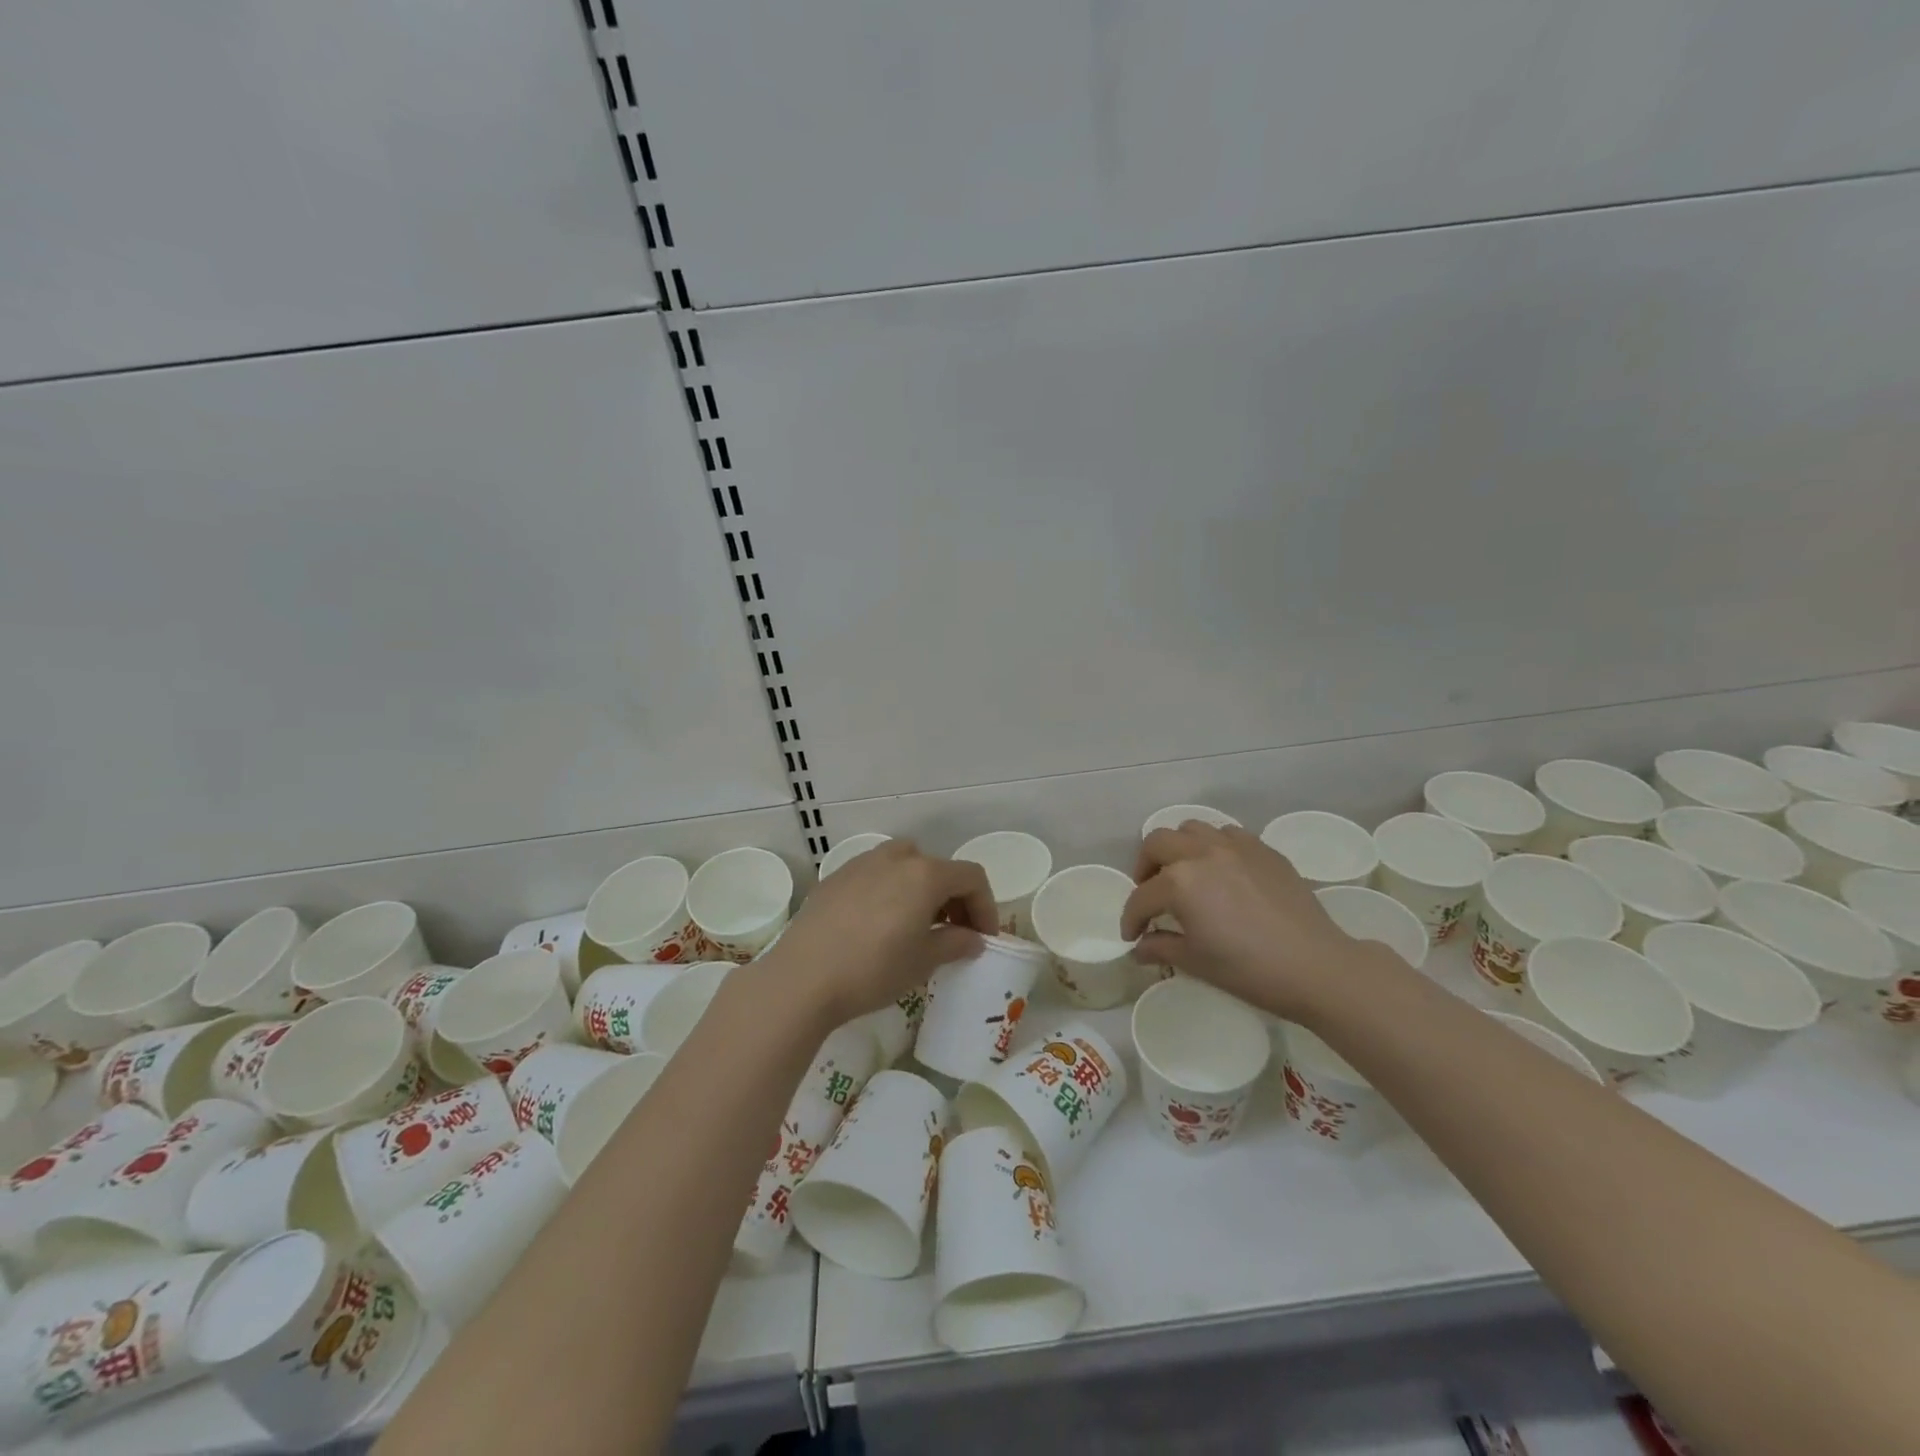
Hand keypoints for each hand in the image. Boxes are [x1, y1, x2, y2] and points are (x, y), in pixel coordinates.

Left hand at [764, 840, 997, 1026]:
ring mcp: (862, 863)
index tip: (983, 937)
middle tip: (953, 931)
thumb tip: (972, 939)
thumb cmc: (873, 969)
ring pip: (904, 865)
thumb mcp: (923, 961)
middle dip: (953, 897)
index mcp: (925, 873)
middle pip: (938, 867)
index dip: (985, 906)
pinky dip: (889, 891)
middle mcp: (896, 857)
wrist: (802, 977)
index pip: (971, 877)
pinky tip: (877, 925)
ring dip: (919, 890)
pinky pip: (875, 875)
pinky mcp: (835, 877)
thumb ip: (955, 943)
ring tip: (915, 925)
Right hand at [1120, 822, 1362, 1019]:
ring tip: (1184, 874)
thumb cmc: (1249, 969)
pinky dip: (1213, 847)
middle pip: (1157, 843)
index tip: (1132, 935)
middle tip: (1150, 894)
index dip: (1132, 918)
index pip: (1142, 896)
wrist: (1316, 967)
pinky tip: (1221, 872)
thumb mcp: (1196, 962)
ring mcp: (1235, 846)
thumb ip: (1161, 947)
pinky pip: (1227, 835)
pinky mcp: (1263, 849)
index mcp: (1180, 881)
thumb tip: (1140, 947)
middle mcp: (1202, 852)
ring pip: (1192, 829)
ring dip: (1178, 849)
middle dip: (1145, 868)